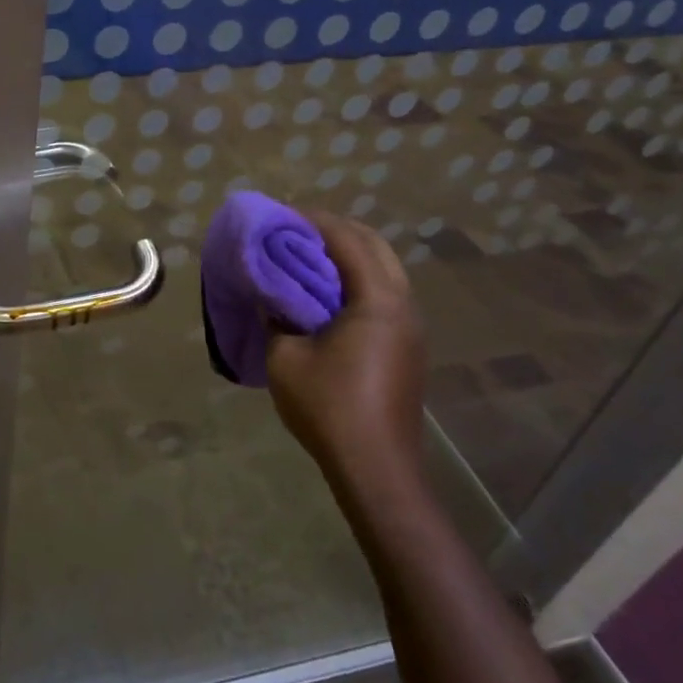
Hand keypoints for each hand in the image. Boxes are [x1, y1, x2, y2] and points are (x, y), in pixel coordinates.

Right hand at [266, 213, 426, 491]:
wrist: (376, 468)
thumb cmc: (329, 407)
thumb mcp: (286, 357)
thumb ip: (277, 315)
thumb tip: (270, 293)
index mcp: (378, 301)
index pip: (348, 240)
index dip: (314, 221)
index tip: (282, 214)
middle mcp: (403, 305)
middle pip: (374, 245)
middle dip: (336, 230)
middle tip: (296, 230)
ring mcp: (411, 327)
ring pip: (384, 269)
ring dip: (349, 254)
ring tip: (308, 256)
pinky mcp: (408, 346)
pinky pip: (385, 292)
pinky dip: (357, 278)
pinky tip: (328, 293)